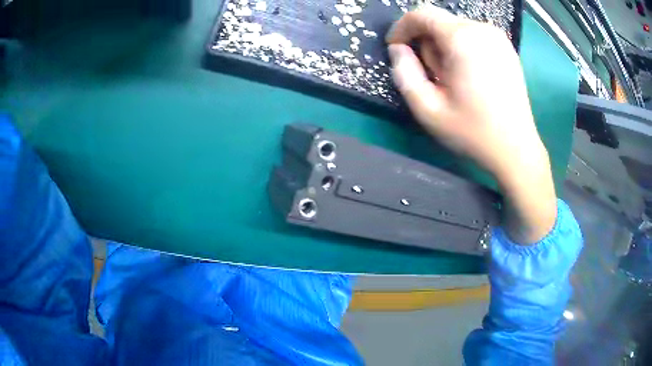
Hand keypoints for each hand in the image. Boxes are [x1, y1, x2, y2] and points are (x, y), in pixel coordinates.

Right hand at [386, 7, 556, 243]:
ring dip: (443, 47)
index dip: (402, 28)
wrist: (516, 149)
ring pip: (455, 28)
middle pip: (438, 21)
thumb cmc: (473, 132)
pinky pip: (472, 35)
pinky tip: (468, 75)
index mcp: (463, 39)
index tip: (396, 49)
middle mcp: (482, 29)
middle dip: (426, 42)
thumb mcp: (428, 110)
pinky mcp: (506, 47)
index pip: (421, 14)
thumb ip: (405, 74)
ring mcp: (498, 37)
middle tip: (431, 75)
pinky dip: (461, 48)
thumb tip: (398, 50)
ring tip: (451, 78)